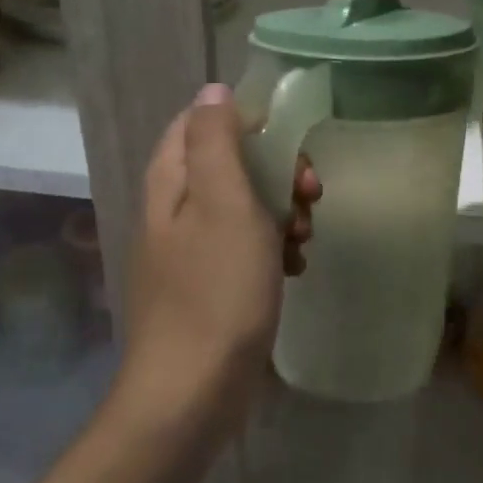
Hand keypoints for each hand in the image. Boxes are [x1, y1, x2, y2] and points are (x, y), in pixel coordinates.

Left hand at [118, 83, 319, 438]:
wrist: (192, 392)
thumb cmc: (216, 292)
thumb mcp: (223, 203)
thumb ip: (216, 140)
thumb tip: (212, 90)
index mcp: (171, 182)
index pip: (203, 122)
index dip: (250, 124)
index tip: (290, 147)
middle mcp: (174, 209)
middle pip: (229, 163)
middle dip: (276, 172)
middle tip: (310, 195)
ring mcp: (189, 250)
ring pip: (242, 207)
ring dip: (281, 212)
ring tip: (305, 238)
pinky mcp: (207, 286)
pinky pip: (243, 248)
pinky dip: (271, 249)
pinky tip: (293, 270)